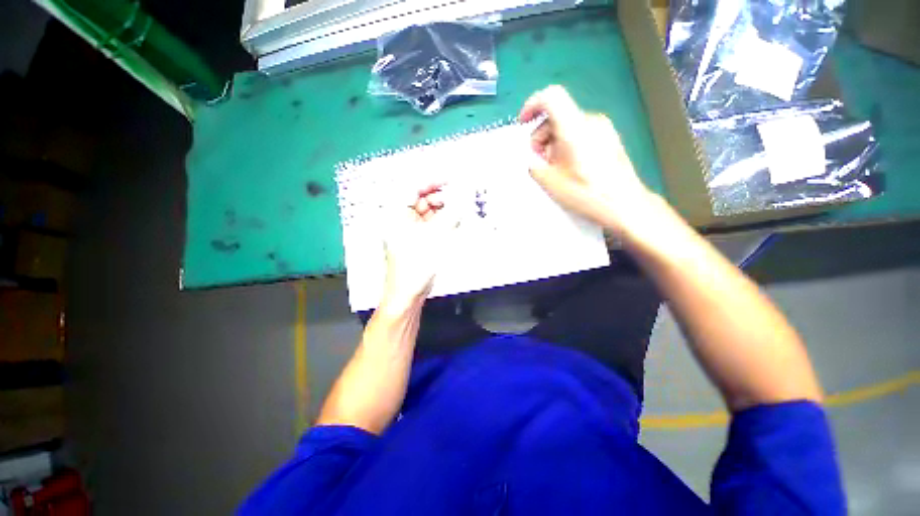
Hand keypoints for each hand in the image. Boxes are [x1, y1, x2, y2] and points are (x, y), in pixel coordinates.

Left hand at [380, 184, 458, 309]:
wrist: (407, 295)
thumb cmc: (415, 266)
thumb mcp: (435, 238)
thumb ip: (450, 216)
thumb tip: (463, 199)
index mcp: (395, 215)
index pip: (412, 188)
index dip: (431, 181)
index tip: (450, 179)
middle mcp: (399, 220)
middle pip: (420, 200)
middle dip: (439, 197)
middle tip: (458, 198)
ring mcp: (407, 230)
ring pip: (426, 213)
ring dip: (442, 211)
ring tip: (458, 212)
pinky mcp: (415, 240)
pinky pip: (429, 224)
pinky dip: (440, 222)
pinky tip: (452, 223)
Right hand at [519, 85, 655, 235]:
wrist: (625, 204)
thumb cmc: (586, 193)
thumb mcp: (551, 183)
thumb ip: (534, 166)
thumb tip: (533, 160)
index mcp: (574, 128)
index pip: (551, 97)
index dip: (532, 105)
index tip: (524, 123)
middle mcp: (590, 121)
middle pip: (557, 115)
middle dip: (541, 136)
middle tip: (540, 162)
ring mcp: (603, 128)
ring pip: (568, 125)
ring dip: (553, 143)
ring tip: (555, 169)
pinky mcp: (609, 138)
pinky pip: (581, 132)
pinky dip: (567, 145)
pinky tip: (569, 167)